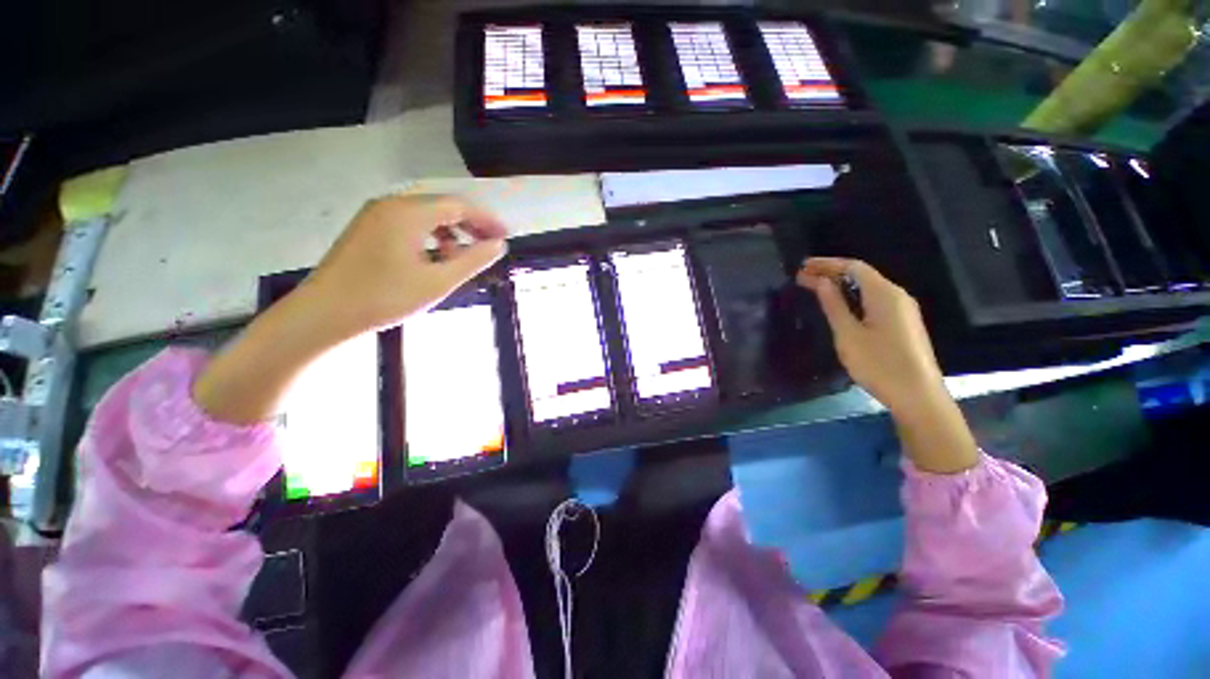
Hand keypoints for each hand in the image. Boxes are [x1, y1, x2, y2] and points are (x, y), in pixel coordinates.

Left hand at [301, 194, 507, 340]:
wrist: (324, 313)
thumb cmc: (385, 297)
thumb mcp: (438, 281)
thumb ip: (473, 260)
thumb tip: (499, 245)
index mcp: (409, 212)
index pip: (459, 206)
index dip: (486, 220)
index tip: (505, 236)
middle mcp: (392, 204)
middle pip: (442, 206)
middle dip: (470, 224)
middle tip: (490, 245)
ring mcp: (376, 214)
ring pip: (425, 214)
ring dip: (450, 231)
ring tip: (464, 256)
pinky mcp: (368, 228)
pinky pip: (408, 223)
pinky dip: (430, 235)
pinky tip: (436, 257)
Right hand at [796, 257, 943, 411]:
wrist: (918, 396)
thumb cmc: (879, 364)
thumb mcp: (849, 335)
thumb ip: (834, 305)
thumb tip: (821, 282)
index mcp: (885, 294)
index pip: (853, 267)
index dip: (826, 264)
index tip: (802, 267)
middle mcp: (897, 295)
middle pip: (862, 275)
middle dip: (832, 272)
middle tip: (803, 277)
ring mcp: (903, 309)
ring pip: (868, 287)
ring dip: (841, 285)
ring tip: (815, 288)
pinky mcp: (903, 322)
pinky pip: (874, 299)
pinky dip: (853, 296)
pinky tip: (840, 304)